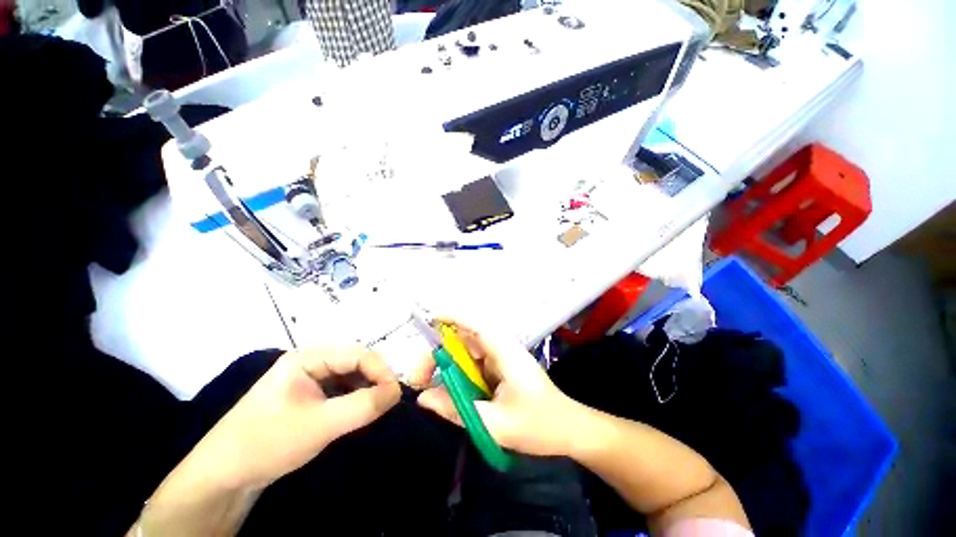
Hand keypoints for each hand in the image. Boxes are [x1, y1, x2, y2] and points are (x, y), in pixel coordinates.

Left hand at [186, 347, 400, 490]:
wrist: (223, 477)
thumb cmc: (268, 443)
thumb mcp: (320, 425)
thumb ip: (362, 406)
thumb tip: (397, 392)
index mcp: (307, 357)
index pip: (358, 354)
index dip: (381, 370)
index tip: (395, 394)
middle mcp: (310, 362)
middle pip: (355, 362)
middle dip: (375, 379)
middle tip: (388, 401)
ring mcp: (307, 379)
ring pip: (349, 375)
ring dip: (366, 389)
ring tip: (376, 407)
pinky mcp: (307, 396)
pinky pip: (340, 389)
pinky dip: (355, 398)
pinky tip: (359, 411)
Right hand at [416, 318, 585, 456]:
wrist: (569, 431)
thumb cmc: (539, 425)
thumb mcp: (495, 424)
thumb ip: (457, 410)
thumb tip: (423, 398)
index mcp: (503, 352)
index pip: (474, 325)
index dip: (451, 318)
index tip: (427, 322)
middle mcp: (500, 349)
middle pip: (463, 340)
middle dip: (438, 355)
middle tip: (418, 380)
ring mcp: (499, 359)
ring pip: (465, 355)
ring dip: (445, 367)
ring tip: (425, 386)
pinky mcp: (499, 371)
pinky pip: (471, 368)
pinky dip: (456, 377)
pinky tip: (446, 392)